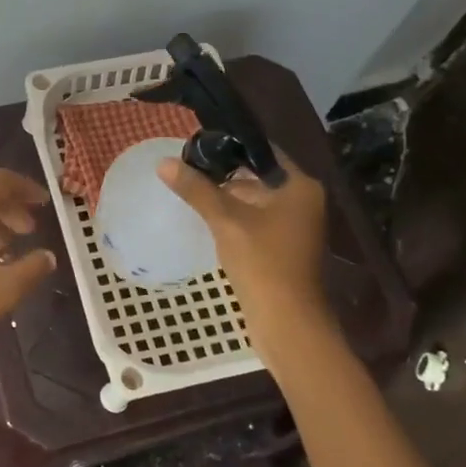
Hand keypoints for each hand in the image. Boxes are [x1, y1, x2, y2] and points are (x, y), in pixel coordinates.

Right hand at [157, 153, 332, 331]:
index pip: (262, 151)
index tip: (196, 145)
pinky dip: (233, 216)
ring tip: (189, 188)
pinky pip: (255, 220)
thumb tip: (163, 163)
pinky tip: (206, 217)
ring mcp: (295, 225)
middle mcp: (302, 200)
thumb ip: (196, 189)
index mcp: (299, 186)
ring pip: (254, 199)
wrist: (287, 322)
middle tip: (186, 166)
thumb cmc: (262, 262)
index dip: (229, 145)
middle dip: (223, 172)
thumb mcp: (225, 220)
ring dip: (225, 196)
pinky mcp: (283, 246)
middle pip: (257, 175)